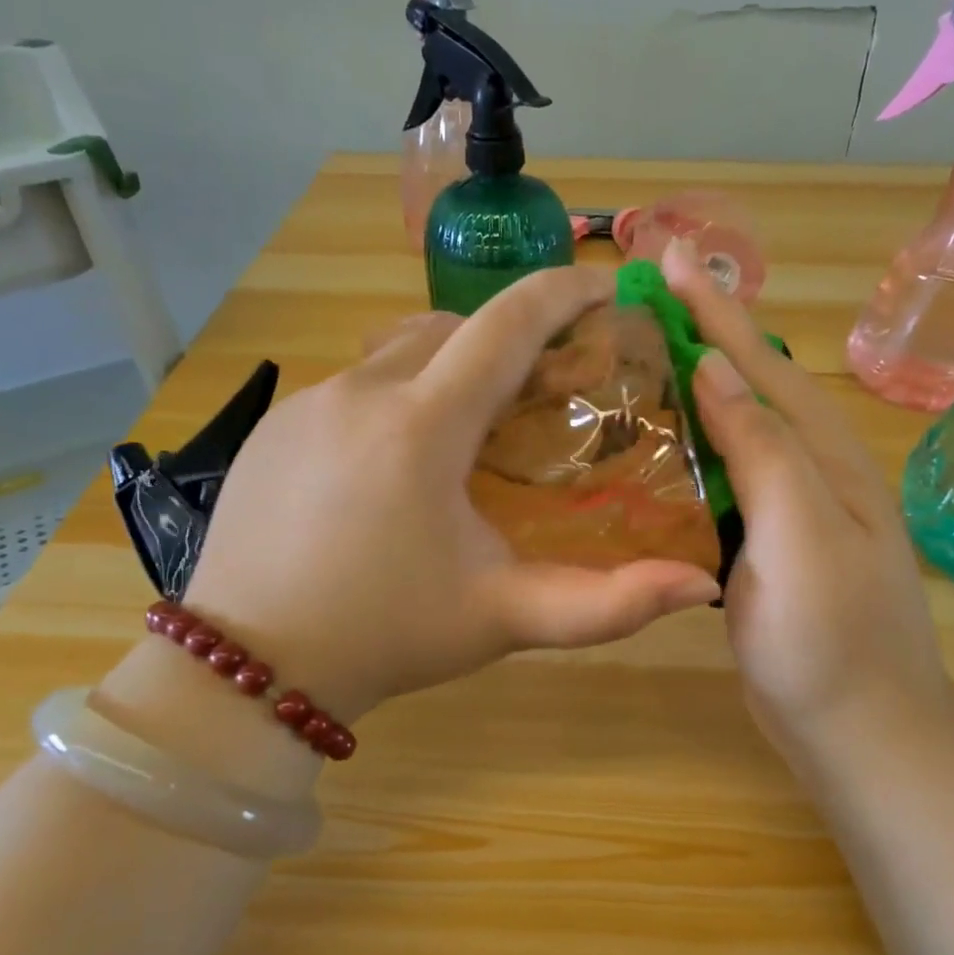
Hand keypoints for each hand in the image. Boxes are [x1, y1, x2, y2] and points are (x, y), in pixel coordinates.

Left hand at [181, 265, 722, 722]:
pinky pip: (351, 385)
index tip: (605, 289)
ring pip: (397, 352)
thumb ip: (608, 603)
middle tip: (542, 386)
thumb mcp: (504, 617)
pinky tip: (396, 460)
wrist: (252, 666)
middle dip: (508, 340)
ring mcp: (306, 403)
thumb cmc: (387, 636)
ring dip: (447, 367)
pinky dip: (394, 396)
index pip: (507, 324)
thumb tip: (701, 586)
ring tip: (471, 424)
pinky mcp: (272, 426)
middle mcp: (360, 391)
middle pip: (454, 329)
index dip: (564, 293)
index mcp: (422, 426)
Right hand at [662, 244, 953, 752]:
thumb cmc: (830, 638)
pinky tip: (657, 448)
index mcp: (823, 456)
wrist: (859, 731)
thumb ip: (763, 448)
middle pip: (749, 386)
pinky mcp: (763, 545)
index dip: (714, 308)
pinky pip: (722, 480)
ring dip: (692, 388)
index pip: (761, 363)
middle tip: (642, 298)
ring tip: (640, 358)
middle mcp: (808, 470)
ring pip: (733, 431)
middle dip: (702, 334)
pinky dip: (689, 451)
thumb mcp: (800, 535)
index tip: (668, 255)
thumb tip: (715, 367)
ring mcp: (787, 510)